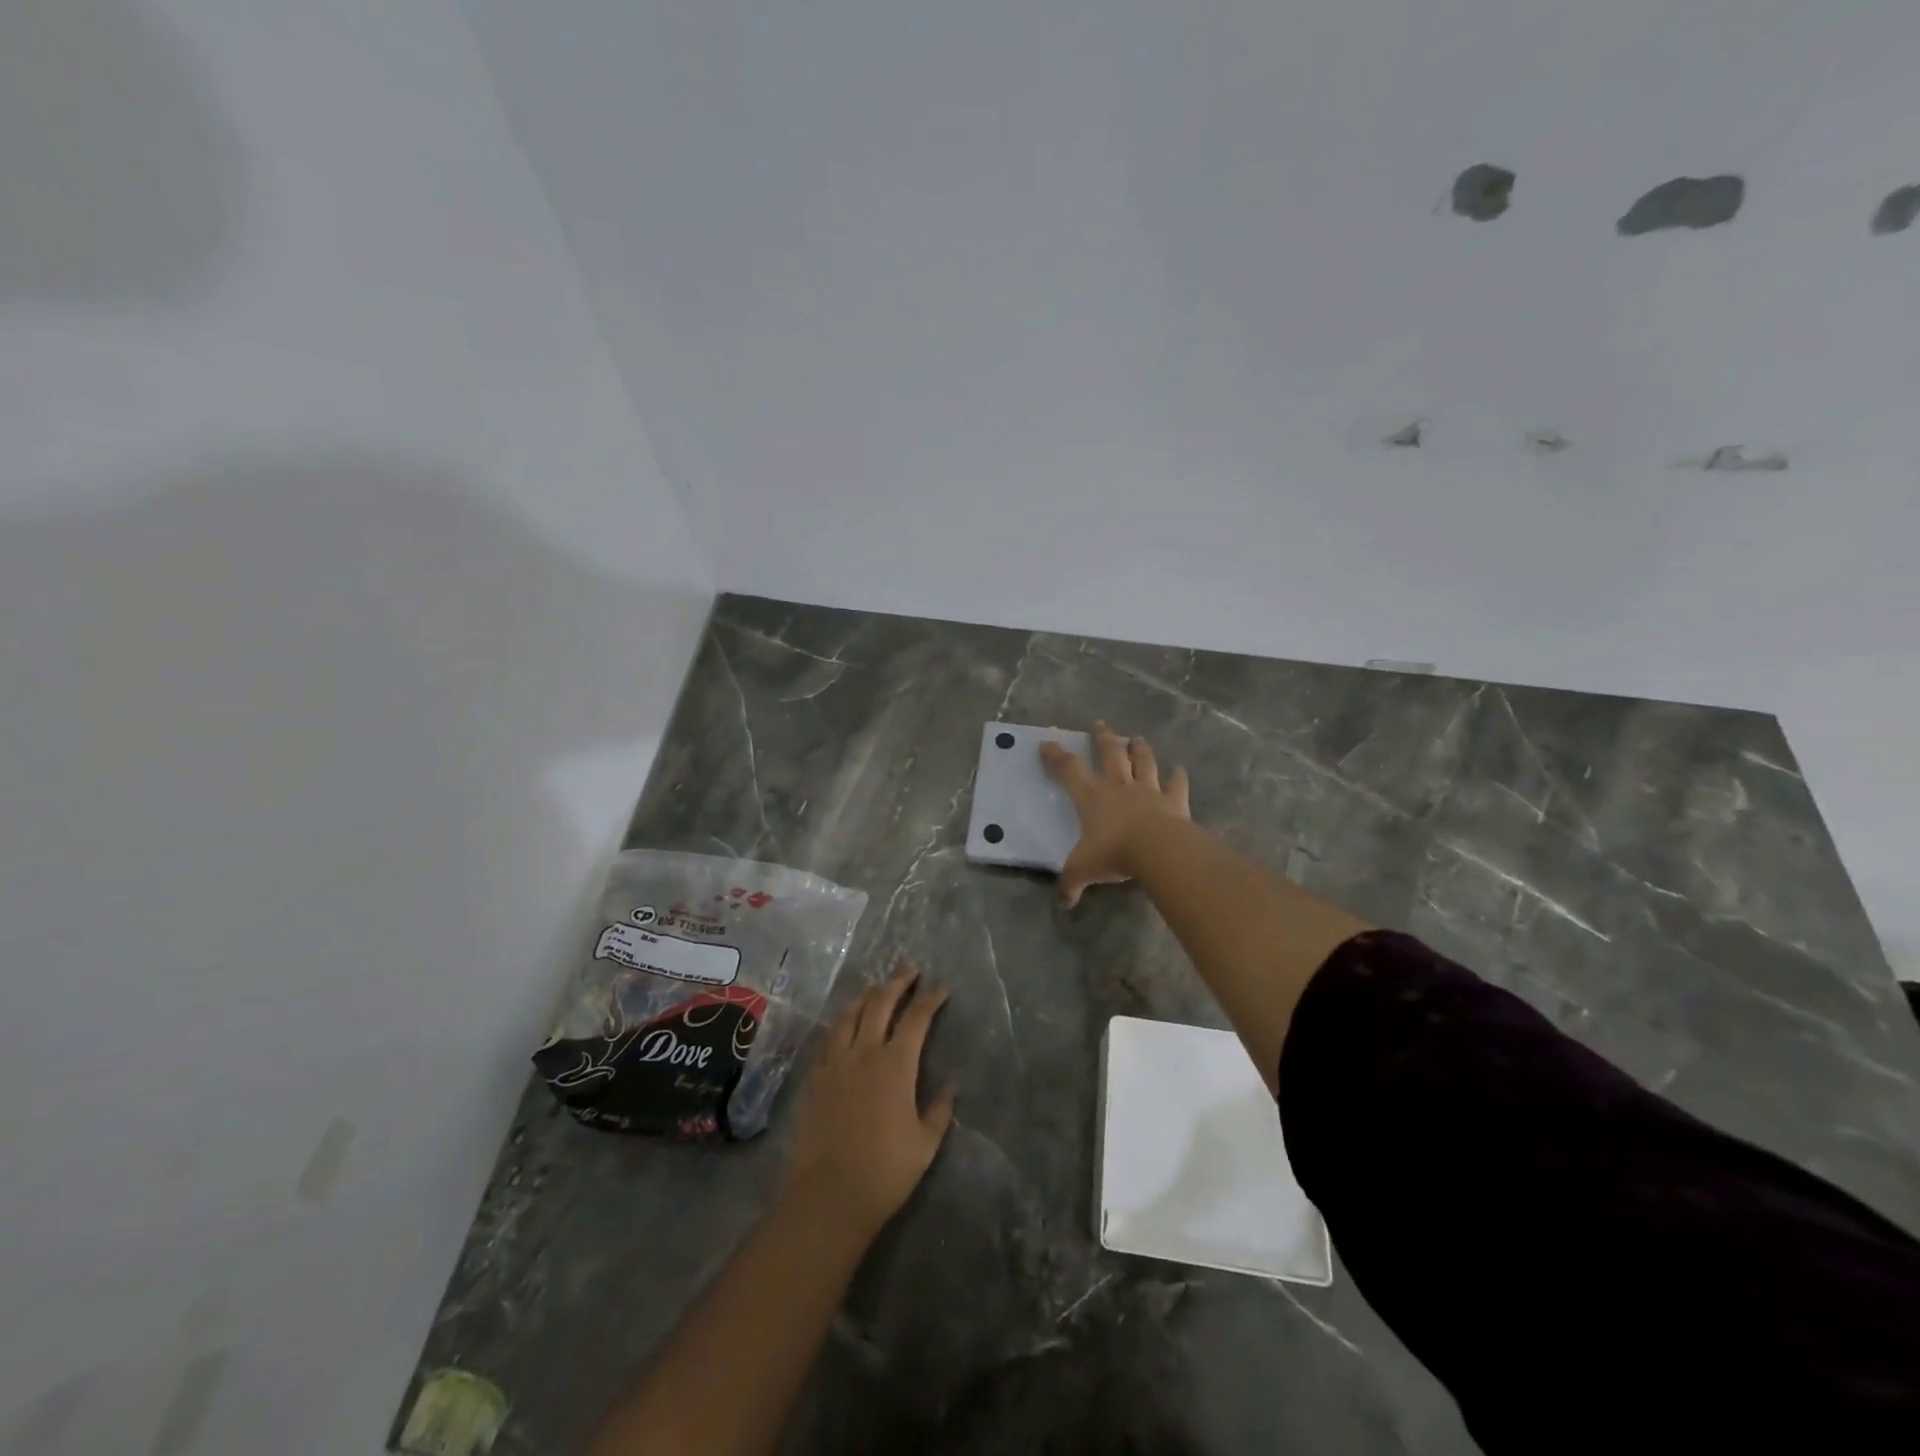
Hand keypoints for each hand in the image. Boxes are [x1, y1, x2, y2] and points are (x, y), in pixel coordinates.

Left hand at [780, 966, 956, 1236]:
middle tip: (908, 969)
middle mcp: (864, 1052)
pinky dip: (841, 1023)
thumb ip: (940, 1108)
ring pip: (849, 1015)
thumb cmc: (885, 1171)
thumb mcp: (925, 1143)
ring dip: (865, 996)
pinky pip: (828, 1038)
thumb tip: (954, 1082)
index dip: (930, 999)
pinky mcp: (814, 1077)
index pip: (916, 1018)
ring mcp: (835, 1062)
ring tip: (876, 987)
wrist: (828, 1195)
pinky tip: (844, 1024)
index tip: (940, 988)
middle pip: (880, 1004)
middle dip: (897, 983)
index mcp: (896, 1064)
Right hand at [1040, 721, 1191, 908]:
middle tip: (1100, 724)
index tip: (1047, 741)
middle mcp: (1118, 786)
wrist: (1157, 850)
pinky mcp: (1174, 800)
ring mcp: (1148, 790)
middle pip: (1109, 754)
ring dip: (1139, 749)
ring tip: (1137, 738)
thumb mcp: (1082, 870)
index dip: (1056, 756)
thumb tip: (1064, 902)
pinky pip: (1177, 784)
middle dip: (1103, 738)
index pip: (1069, 770)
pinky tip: (1180, 770)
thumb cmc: (1113, 853)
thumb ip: (1071, 883)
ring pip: (1143, 761)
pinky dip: (1178, 777)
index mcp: (1091, 797)